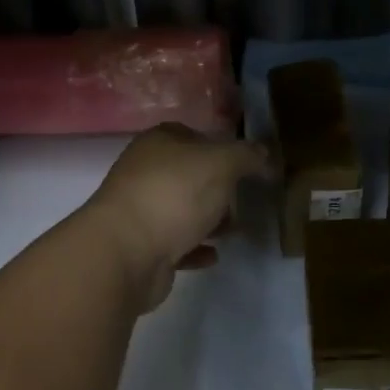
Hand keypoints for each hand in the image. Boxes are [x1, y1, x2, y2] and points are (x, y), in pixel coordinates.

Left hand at [84, 123, 269, 311]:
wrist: (125, 252)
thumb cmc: (174, 195)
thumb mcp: (222, 164)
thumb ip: (247, 155)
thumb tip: (264, 153)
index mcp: (158, 143)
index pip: (191, 135)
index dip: (219, 147)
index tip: (245, 166)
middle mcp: (144, 172)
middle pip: (188, 175)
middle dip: (217, 189)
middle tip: (242, 202)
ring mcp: (139, 210)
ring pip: (182, 210)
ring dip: (208, 220)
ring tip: (233, 231)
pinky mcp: (140, 247)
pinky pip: (175, 244)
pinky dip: (195, 248)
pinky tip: (213, 255)